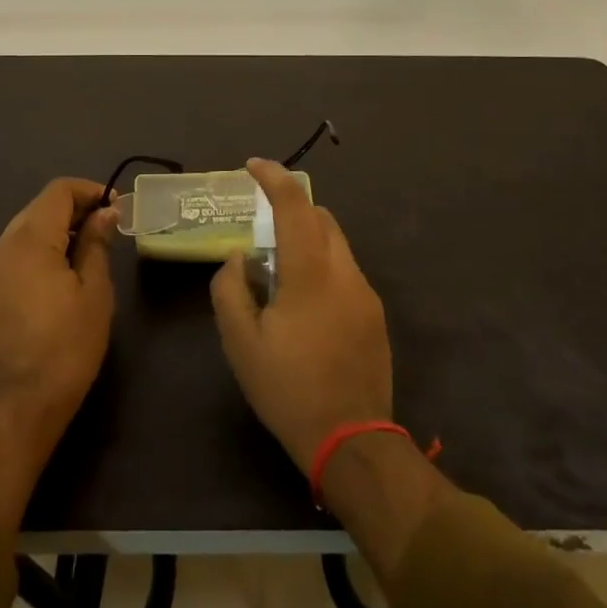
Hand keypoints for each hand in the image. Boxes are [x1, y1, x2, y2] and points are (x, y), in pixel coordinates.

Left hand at [0, 178, 117, 467]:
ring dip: (55, 231)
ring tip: (86, 250)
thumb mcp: (94, 291)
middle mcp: (1, 247)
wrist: (21, 407)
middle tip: (106, 227)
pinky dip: (38, 252)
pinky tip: (59, 274)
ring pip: (24, 231)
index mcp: (28, 240)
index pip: (58, 191)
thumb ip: (96, 243)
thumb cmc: (67, 346)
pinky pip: (13, 256)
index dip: (88, 190)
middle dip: (73, 209)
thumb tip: (104, 212)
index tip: (115, 206)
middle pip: (38, 208)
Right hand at [210, 159, 392, 472]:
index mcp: (310, 274)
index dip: (273, 178)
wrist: (353, 442)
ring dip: (307, 238)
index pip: (294, 206)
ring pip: (336, 243)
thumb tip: (239, 257)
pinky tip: (304, 303)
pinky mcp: (375, 314)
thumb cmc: (289, 390)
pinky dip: (322, 265)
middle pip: (321, 217)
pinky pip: (345, 270)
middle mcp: (344, 272)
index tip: (252, 165)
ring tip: (279, 270)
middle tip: (261, 227)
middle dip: (291, 209)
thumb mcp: (241, 343)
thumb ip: (231, 289)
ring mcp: (365, 293)